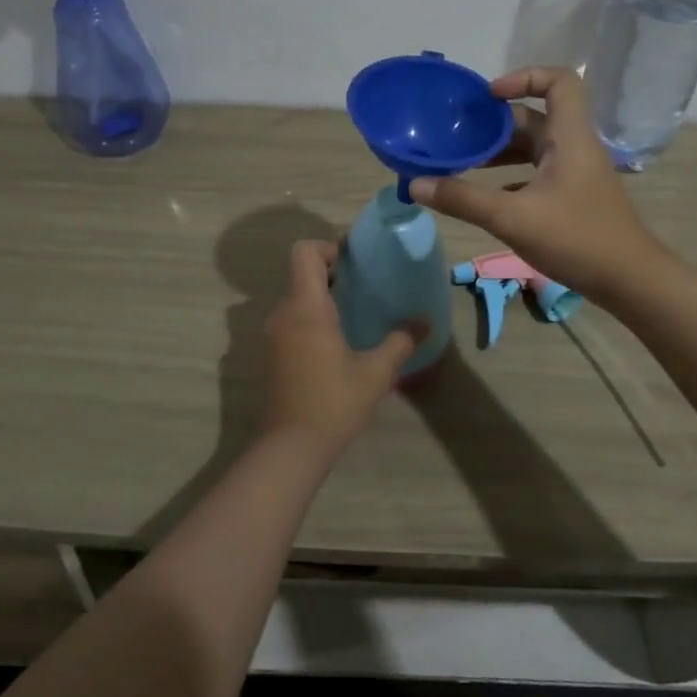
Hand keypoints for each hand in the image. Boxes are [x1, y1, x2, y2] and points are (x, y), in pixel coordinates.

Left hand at [261, 239, 419, 456]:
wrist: (290, 447)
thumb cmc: (333, 403)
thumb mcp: (376, 373)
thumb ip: (400, 342)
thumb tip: (425, 323)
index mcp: (305, 308)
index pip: (304, 252)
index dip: (328, 248)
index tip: (355, 263)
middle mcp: (283, 313)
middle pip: (301, 273)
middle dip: (331, 272)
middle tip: (364, 285)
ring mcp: (273, 334)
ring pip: (295, 297)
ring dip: (321, 296)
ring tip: (355, 311)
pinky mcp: (271, 354)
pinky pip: (291, 319)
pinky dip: (311, 317)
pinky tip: (337, 340)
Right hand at [409, 67, 667, 303]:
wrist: (630, 281)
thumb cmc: (577, 238)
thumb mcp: (513, 218)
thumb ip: (463, 199)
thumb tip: (415, 183)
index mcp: (569, 137)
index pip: (559, 81)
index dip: (523, 77)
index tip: (487, 98)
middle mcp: (573, 147)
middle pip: (534, 117)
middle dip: (494, 123)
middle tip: (455, 134)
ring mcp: (574, 174)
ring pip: (532, 148)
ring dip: (498, 151)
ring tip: (460, 162)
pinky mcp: (571, 198)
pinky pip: (535, 174)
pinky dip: (508, 177)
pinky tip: (482, 196)